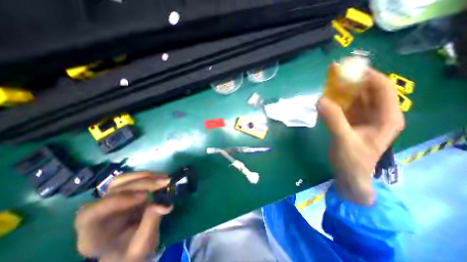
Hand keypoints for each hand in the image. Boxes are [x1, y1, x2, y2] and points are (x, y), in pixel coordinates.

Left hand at [75, 172, 170, 261]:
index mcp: (93, 235)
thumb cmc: (132, 253)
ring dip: (144, 177)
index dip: (118, 200)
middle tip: (165, 183)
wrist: (131, 249)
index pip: (91, 213)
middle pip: (113, 191)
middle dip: (142, 184)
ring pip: (121, 181)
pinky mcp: (123, 194)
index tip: (146, 196)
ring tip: (164, 177)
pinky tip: (159, 177)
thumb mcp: (142, 245)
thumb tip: (164, 204)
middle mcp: (98, 214)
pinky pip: (131, 180)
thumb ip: (150, 224)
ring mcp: (111, 201)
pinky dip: (146, 176)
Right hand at [320, 64, 402, 204]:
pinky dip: (336, 100)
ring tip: (327, 84)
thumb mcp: (343, 140)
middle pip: (367, 90)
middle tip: (333, 74)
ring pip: (354, 97)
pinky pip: (345, 106)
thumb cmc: (352, 161)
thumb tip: (320, 100)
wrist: (349, 175)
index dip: (366, 76)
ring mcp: (364, 117)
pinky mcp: (351, 121)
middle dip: (351, 81)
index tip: (346, 70)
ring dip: (342, 90)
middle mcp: (378, 114)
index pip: (381, 88)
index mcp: (386, 117)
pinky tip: (326, 98)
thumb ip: (333, 120)